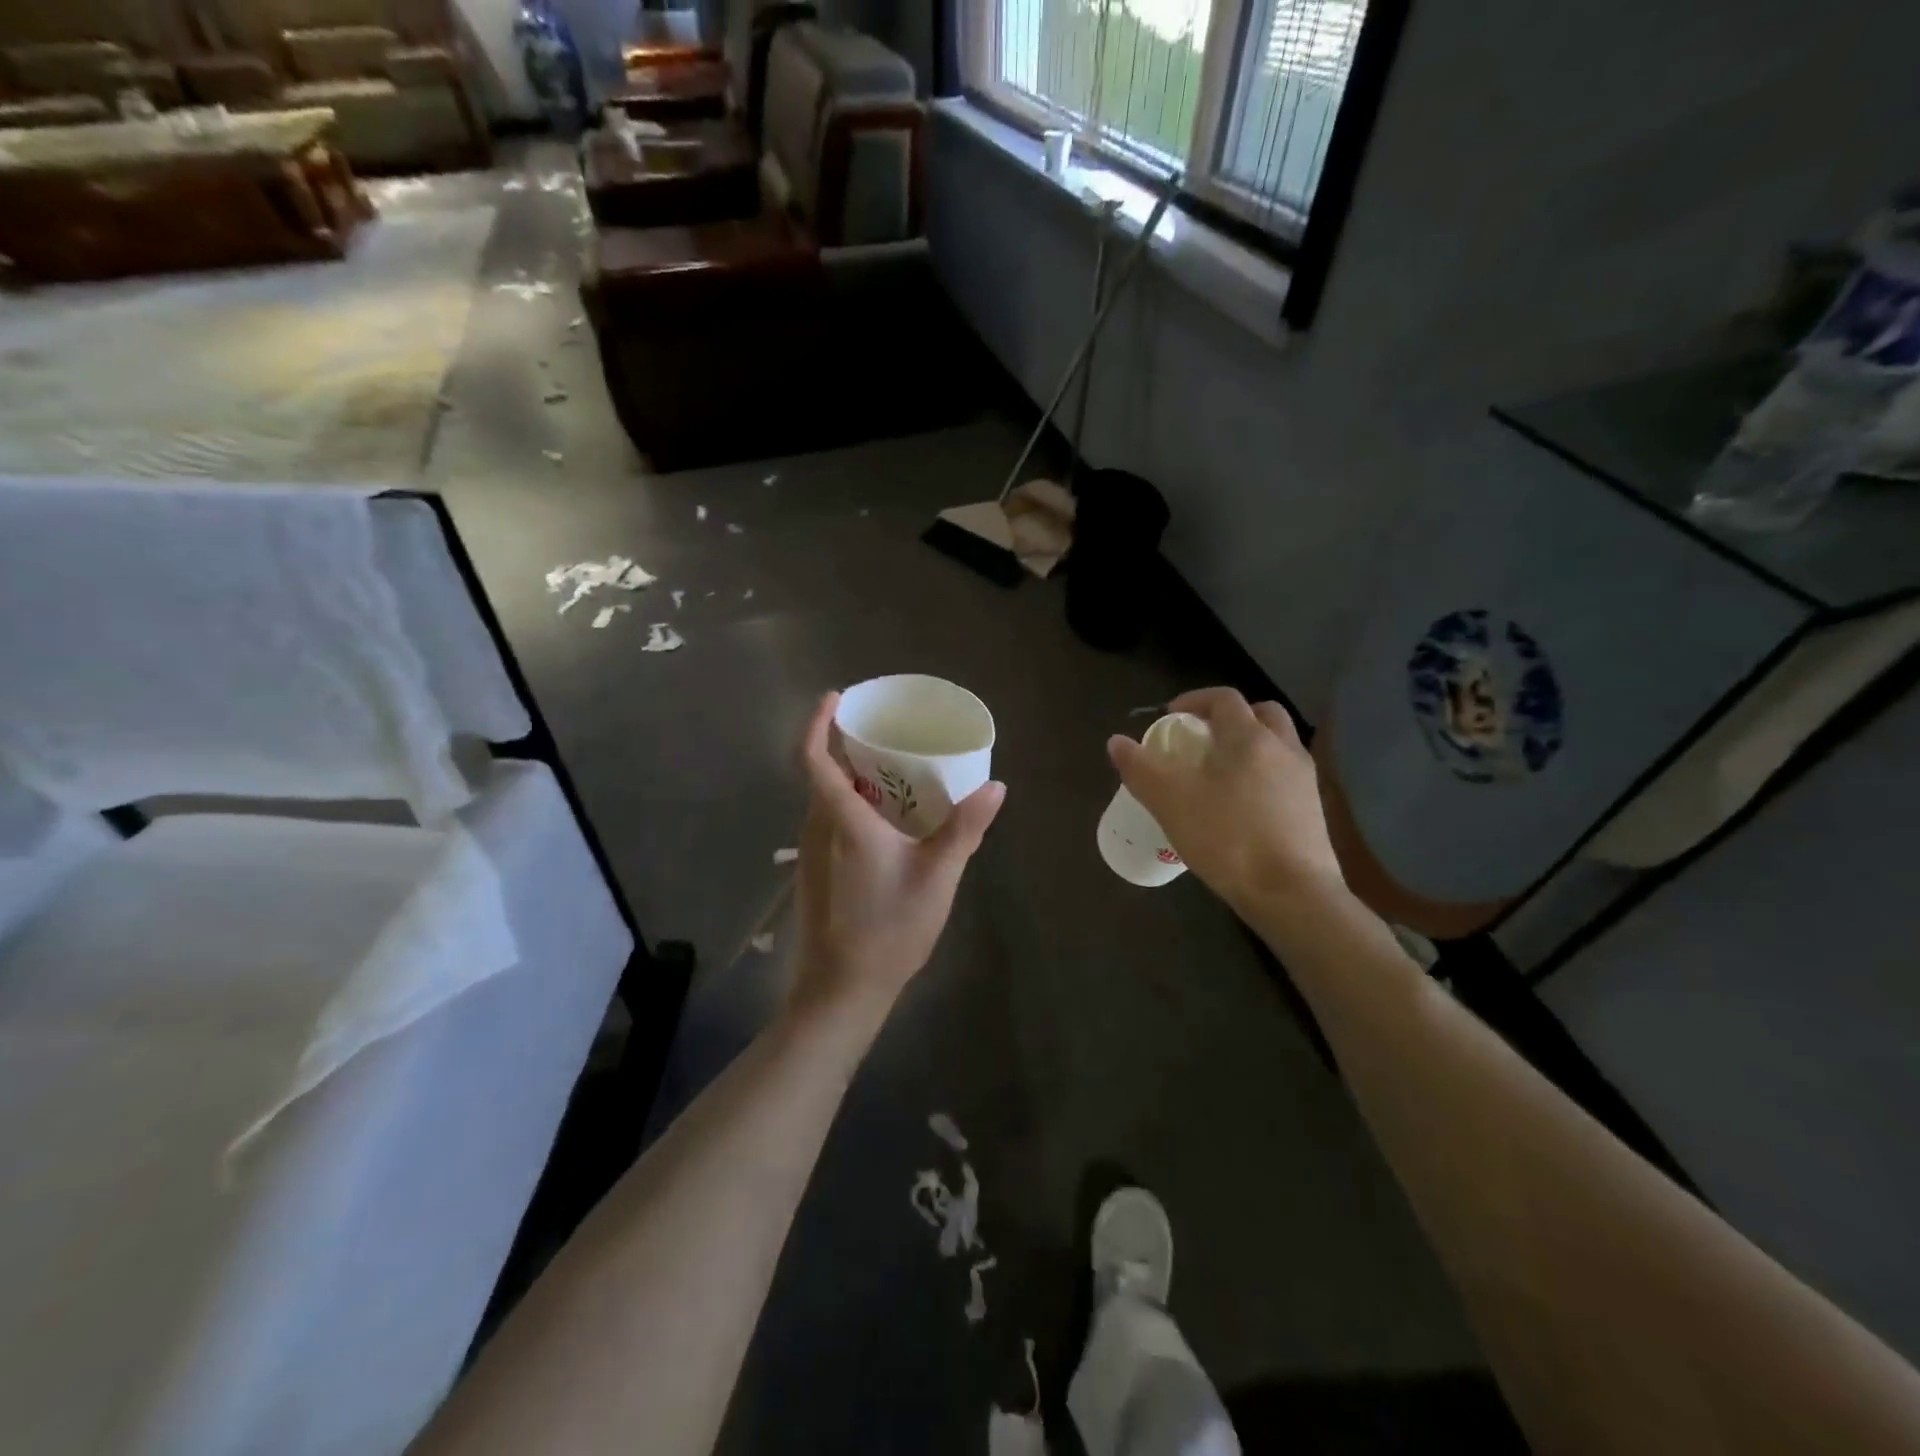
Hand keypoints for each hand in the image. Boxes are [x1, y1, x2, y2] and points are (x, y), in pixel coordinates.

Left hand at [790, 692, 1005, 1021]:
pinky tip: (886, 826)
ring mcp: (810, 854)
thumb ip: (965, 828)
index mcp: (842, 821)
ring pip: (825, 801)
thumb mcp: (938, 876)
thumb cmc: (889, 929)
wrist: (841, 991)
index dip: (817, 724)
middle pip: (822, 775)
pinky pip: (828, 824)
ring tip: (893, 776)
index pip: (814, 759)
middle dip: (847, 748)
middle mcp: (817, 830)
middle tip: (887, 737)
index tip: (835, 699)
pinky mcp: (812, 874)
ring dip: (851, 781)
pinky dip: (850, 808)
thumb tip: (996, 787)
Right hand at [1107, 687, 1343, 922]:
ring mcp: (1304, 780)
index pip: (1224, 698)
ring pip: (1278, 745)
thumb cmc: (1228, 838)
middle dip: (1230, 718)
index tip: (1171, 716)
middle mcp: (1283, 749)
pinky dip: (1263, 776)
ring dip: (1250, 746)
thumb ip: (1141, 768)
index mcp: (1249, 738)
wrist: (1292, 894)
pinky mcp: (1312, 811)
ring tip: (1220, 773)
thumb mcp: (1170, 802)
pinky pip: (1285, 776)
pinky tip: (1241, 806)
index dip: (1194, 700)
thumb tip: (1116, 742)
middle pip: (1261, 714)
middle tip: (1202, 738)